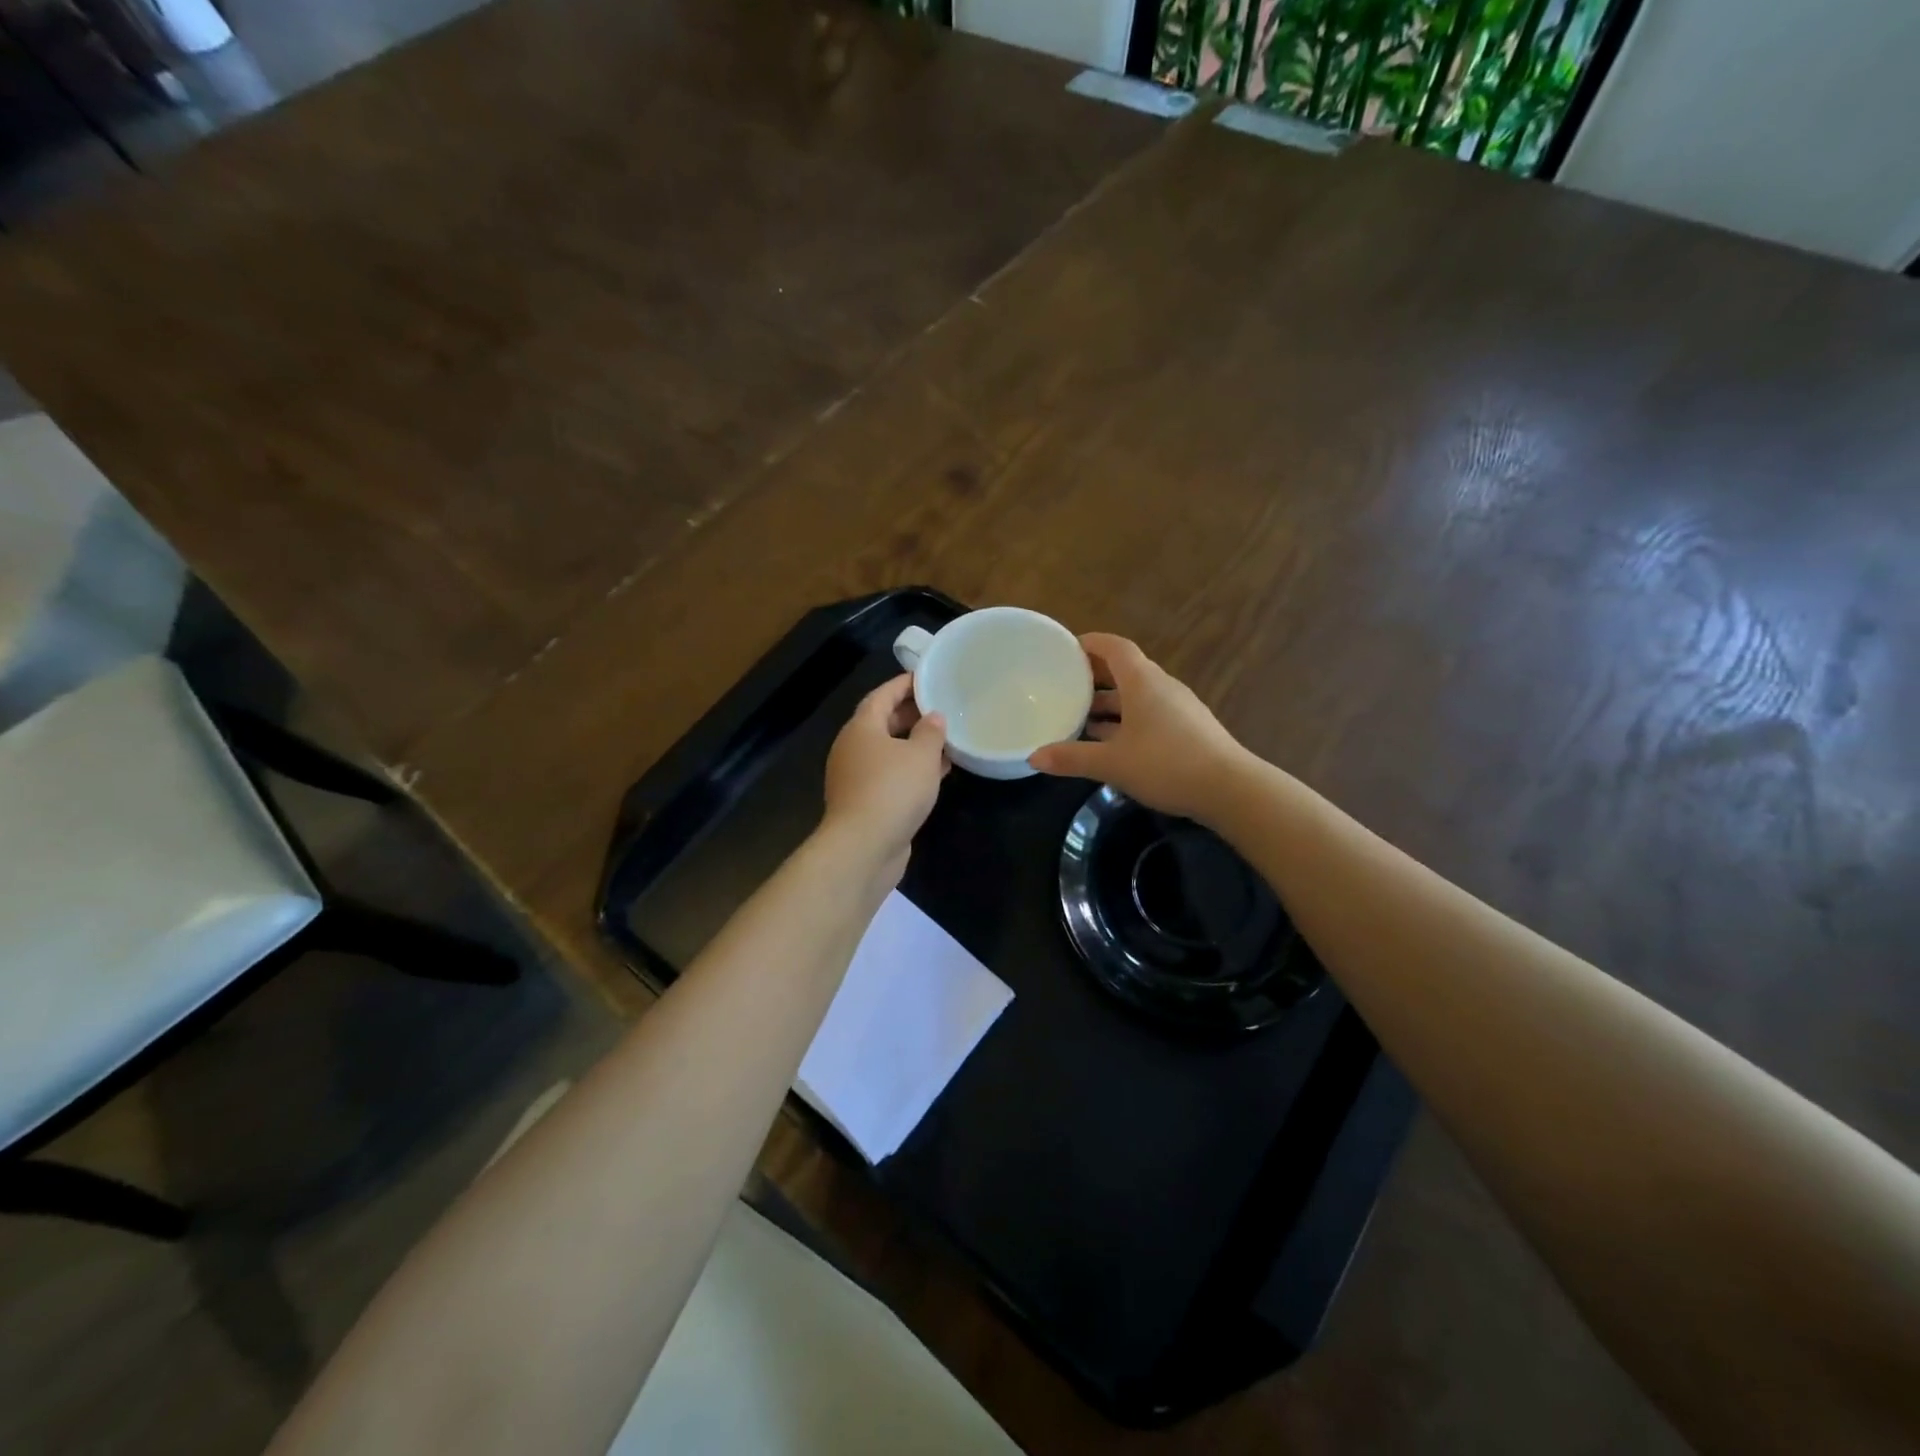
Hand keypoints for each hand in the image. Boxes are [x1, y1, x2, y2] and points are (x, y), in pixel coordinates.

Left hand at [822, 674, 948, 873]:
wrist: (864, 846)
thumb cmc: (893, 790)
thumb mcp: (921, 755)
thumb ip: (931, 732)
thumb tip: (933, 717)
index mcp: (861, 728)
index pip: (882, 696)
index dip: (903, 685)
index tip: (926, 678)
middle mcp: (853, 748)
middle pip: (882, 723)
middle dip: (911, 715)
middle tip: (940, 708)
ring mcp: (856, 777)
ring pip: (888, 752)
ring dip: (914, 745)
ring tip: (945, 740)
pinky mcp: (864, 802)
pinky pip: (890, 775)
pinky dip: (911, 770)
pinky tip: (936, 773)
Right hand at [1028, 633, 1248, 821]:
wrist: (1230, 789)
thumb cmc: (1167, 764)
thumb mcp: (1112, 763)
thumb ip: (1072, 758)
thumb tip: (1033, 757)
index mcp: (1143, 682)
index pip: (1114, 647)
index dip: (1089, 643)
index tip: (1065, 649)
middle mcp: (1161, 686)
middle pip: (1124, 669)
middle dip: (1094, 675)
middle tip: (1064, 684)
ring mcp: (1178, 708)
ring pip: (1136, 694)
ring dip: (1109, 702)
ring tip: (1079, 716)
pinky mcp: (1187, 729)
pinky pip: (1149, 713)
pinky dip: (1125, 719)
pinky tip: (1110, 742)